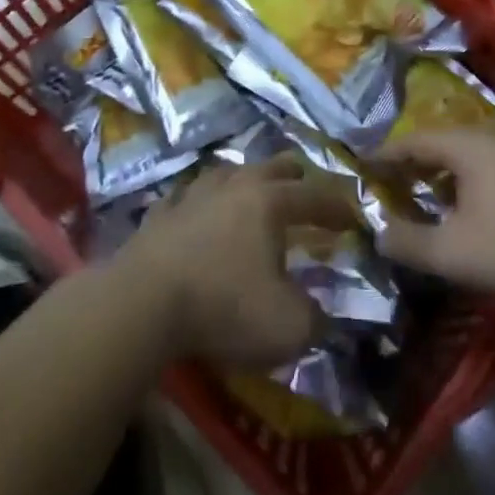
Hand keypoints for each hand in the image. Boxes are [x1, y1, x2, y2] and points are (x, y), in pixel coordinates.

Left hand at [115, 161, 363, 369]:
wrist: (141, 305)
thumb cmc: (224, 307)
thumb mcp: (288, 327)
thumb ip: (316, 319)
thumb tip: (323, 316)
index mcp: (270, 203)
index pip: (314, 197)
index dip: (338, 208)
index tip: (353, 217)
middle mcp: (234, 187)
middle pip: (271, 168)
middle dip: (295, 177)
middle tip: (305, 188)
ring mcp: (192, 196)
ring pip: (227, 172)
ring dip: (246, 179)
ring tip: (252, 189)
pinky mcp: (158, 216)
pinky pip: (185, 197)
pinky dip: (198, 202)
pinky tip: (196, 208)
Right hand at [373, 129, 494, 308]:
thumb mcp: (450, 251)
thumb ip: (407, 241)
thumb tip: (377, 233)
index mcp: (467, 146)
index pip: (413, 141)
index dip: (384, 155)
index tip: (360, 169)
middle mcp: (490, 141)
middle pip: (439, 144)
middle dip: (410, 164)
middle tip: (384, 184)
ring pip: (463, 158)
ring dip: (437, 176)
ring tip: (416, 197)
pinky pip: (483, 171)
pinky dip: (461, 185)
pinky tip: (460, 212)